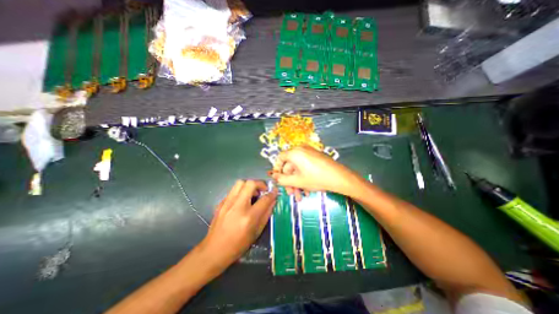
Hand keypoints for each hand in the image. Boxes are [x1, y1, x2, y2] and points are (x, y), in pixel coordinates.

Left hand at [199, 180, 277, 270]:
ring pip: (240, 183)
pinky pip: (233, 190)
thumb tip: (273, 201)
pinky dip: (241, 191)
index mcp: (249, 217)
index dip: (272, 193)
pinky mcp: (221, 203)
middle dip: (260, 184)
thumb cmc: (238, 245)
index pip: (264, 199)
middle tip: (263, 190)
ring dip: (250, 185)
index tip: (275, 191)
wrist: (213, 250)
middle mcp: (238, 206)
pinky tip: (242, 200)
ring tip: (253, 193)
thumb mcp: (256, 232)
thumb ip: (266, 214)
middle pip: (250, 184)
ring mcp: (227, 203)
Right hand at [270, 146, 357, 199]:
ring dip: (297, 183)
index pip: (280, 158)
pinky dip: (304, 177)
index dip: (276, 169)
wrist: (340, 177)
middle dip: (290, 182)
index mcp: (295, 153)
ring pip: (298, 169)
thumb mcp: (297, 181)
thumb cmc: (316, 178)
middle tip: (291, 194)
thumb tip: (274, 176)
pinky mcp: (315, 158)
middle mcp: (301, 150)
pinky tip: (307, 190)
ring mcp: (309, 153)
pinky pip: (305, 167)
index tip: (277, 179)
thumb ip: (282, 180)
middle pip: (290, 166)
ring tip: (300, 196)